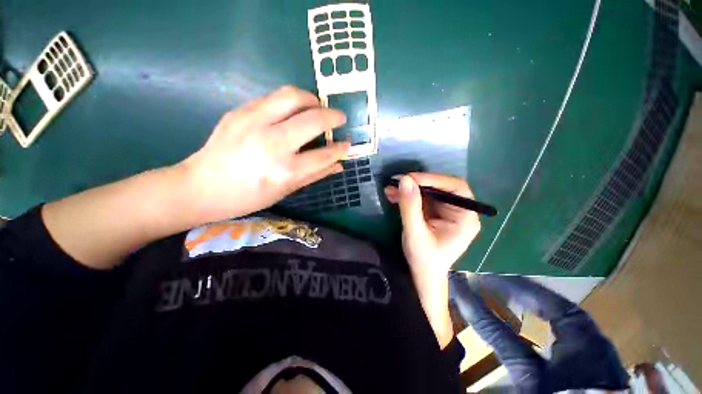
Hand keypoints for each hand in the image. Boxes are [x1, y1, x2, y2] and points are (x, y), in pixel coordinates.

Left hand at [178, 86, 348, 222]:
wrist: (200, 187)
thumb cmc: (247, 197)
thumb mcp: (285, 190)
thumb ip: (315, 175)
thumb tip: (339, 164)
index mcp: (284, 171)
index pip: (323, 155)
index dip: (340, 148)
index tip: (348, 144)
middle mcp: (272, 143)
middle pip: (312, 119)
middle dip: (332, 116)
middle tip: (338, 118)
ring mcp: (253, 122)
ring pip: (292, 96)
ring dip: (312, 99)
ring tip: (317, 108)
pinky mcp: (239, 111)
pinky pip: (273, 98)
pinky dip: (290, 102)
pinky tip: (292, 112)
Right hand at [384, 173, 480, 284]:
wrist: (422, 274)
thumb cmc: (424, 259)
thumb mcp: (415, 233)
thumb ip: (410, 206)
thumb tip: (404, 179)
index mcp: (465, 217)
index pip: (455, 188)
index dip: (433, 179)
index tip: (410, 178)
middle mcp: (459, 210)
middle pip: (441, 187)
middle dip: (417, 183)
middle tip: (397, 181)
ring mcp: (446, 211)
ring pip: (429, 191)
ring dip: (409, 188)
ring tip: (390, 188)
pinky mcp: (434, 212)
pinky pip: (421, 198)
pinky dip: (407, 195)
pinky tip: (393, 195)